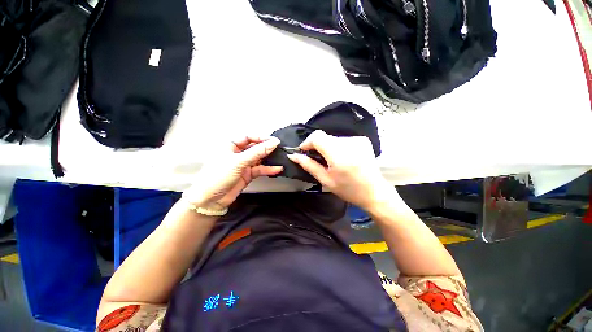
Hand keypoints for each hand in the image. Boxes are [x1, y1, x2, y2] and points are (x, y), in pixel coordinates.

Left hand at [183, 136, 282, 208]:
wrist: (210, 200)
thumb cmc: (217, 176)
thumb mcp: (238, 161)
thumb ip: (257, 152)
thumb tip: (272, 143)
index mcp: (230, 145)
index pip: (248, 137)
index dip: (261, 138)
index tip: (274, 141)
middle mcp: (237, 154)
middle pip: (255, 148)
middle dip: (267, 148)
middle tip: (279, 149)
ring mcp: (243, 165)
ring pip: (259, 159)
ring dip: (269, 159)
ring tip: (280, 158)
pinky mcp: (247, 174)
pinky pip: (260, 169)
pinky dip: (268, 169)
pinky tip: (277, 169)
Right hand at [288, 130, 395, 209]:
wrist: (374, 192)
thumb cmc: (349, 190)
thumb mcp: (326, 180)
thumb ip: (309, 165)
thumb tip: (293, 156)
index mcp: (339, 155)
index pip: (317, 137)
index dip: (307, 142)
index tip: (303, 151)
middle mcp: (350, 143)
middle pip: (324, 137)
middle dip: (316, 146)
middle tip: (315, 159)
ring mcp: (358, 140)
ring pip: (332, 138)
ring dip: (327, 147)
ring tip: (330, 161)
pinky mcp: (362, 140)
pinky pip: (342, 140)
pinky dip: (337, 147)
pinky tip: (341, 158)